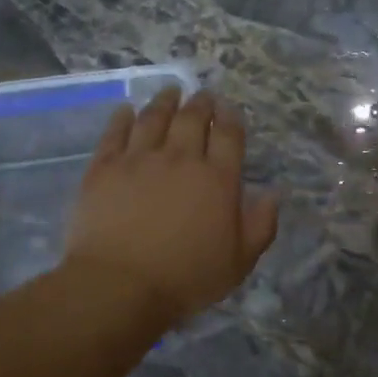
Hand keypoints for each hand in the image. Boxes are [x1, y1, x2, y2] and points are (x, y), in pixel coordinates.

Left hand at [65, 87, 279, 328]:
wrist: (119, 284)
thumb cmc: (186, 278)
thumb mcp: (239, 262)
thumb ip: (260, 225)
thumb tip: (274, 194)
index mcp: (217, 179)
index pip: (228, 136)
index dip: (231, 118)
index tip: (229, 109)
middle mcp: (179, 158)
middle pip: (191, 119)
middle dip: (200, 103)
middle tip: (203, 96)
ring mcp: (138, 159)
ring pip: (153, 118)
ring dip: (164, 101)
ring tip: (170, 92)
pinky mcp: (104, 167)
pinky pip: (115, 133)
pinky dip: (122, 118)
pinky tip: (126, 110)